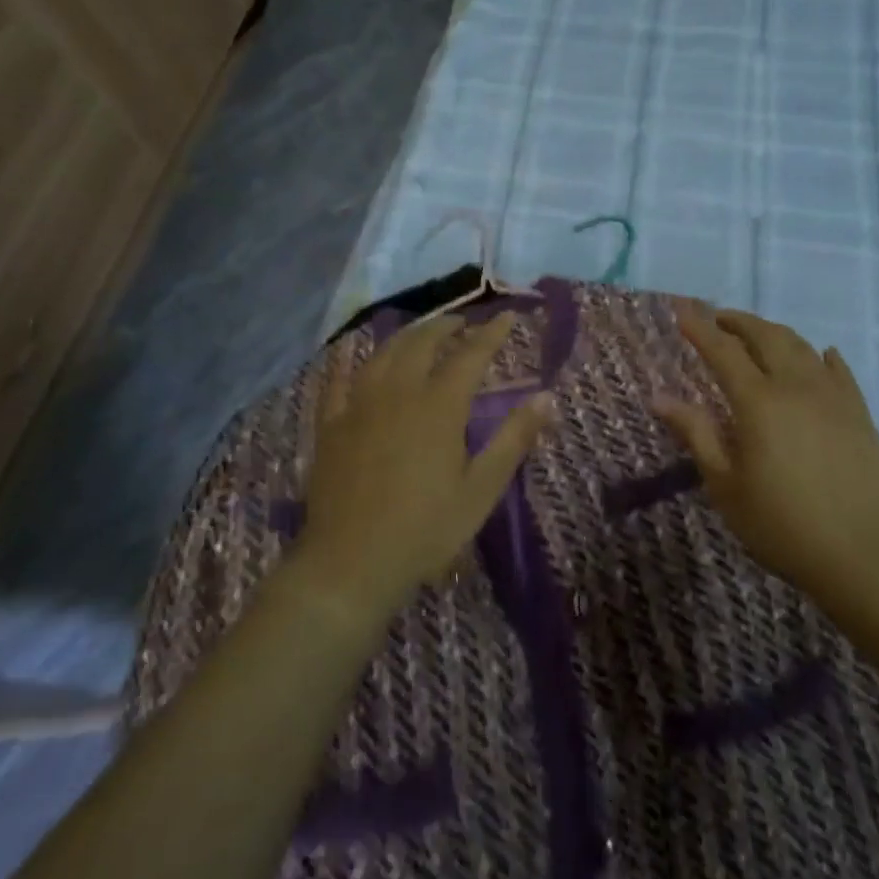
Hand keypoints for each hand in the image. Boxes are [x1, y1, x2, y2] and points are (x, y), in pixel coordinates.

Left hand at [293, 313, 549, 626]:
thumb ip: (515, 439)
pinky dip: (345, 361)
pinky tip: (347, 351)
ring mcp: (359, 405)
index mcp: (439, 406)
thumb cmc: (426, 529)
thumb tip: (547, 397)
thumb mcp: (481, 489)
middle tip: (463, 322)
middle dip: (447, 326)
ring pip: (384, 354)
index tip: (508, 315)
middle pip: (423, 343)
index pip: (471, 355)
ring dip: (407, 336)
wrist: (351, 564)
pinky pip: (336, 381)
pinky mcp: (331, 425)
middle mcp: (399, 392)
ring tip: (421, 333)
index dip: (491, 332)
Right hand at [655, 303, 878, 603]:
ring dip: (772, 332)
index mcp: (758, 401)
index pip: (723, 351)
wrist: (864, 553)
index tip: (682, 310)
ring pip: (800, 345)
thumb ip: (696, 434)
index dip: (700, 328)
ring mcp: (832, 395)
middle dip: (737, 321)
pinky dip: (820, 355)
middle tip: (716, 318)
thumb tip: (660, 398)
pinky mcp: (858, 411)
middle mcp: (795, 385)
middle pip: (764, 336)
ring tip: (756, 335)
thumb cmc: (782, 524)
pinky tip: (819, 355)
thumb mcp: (726, 485)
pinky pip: (838, 369)